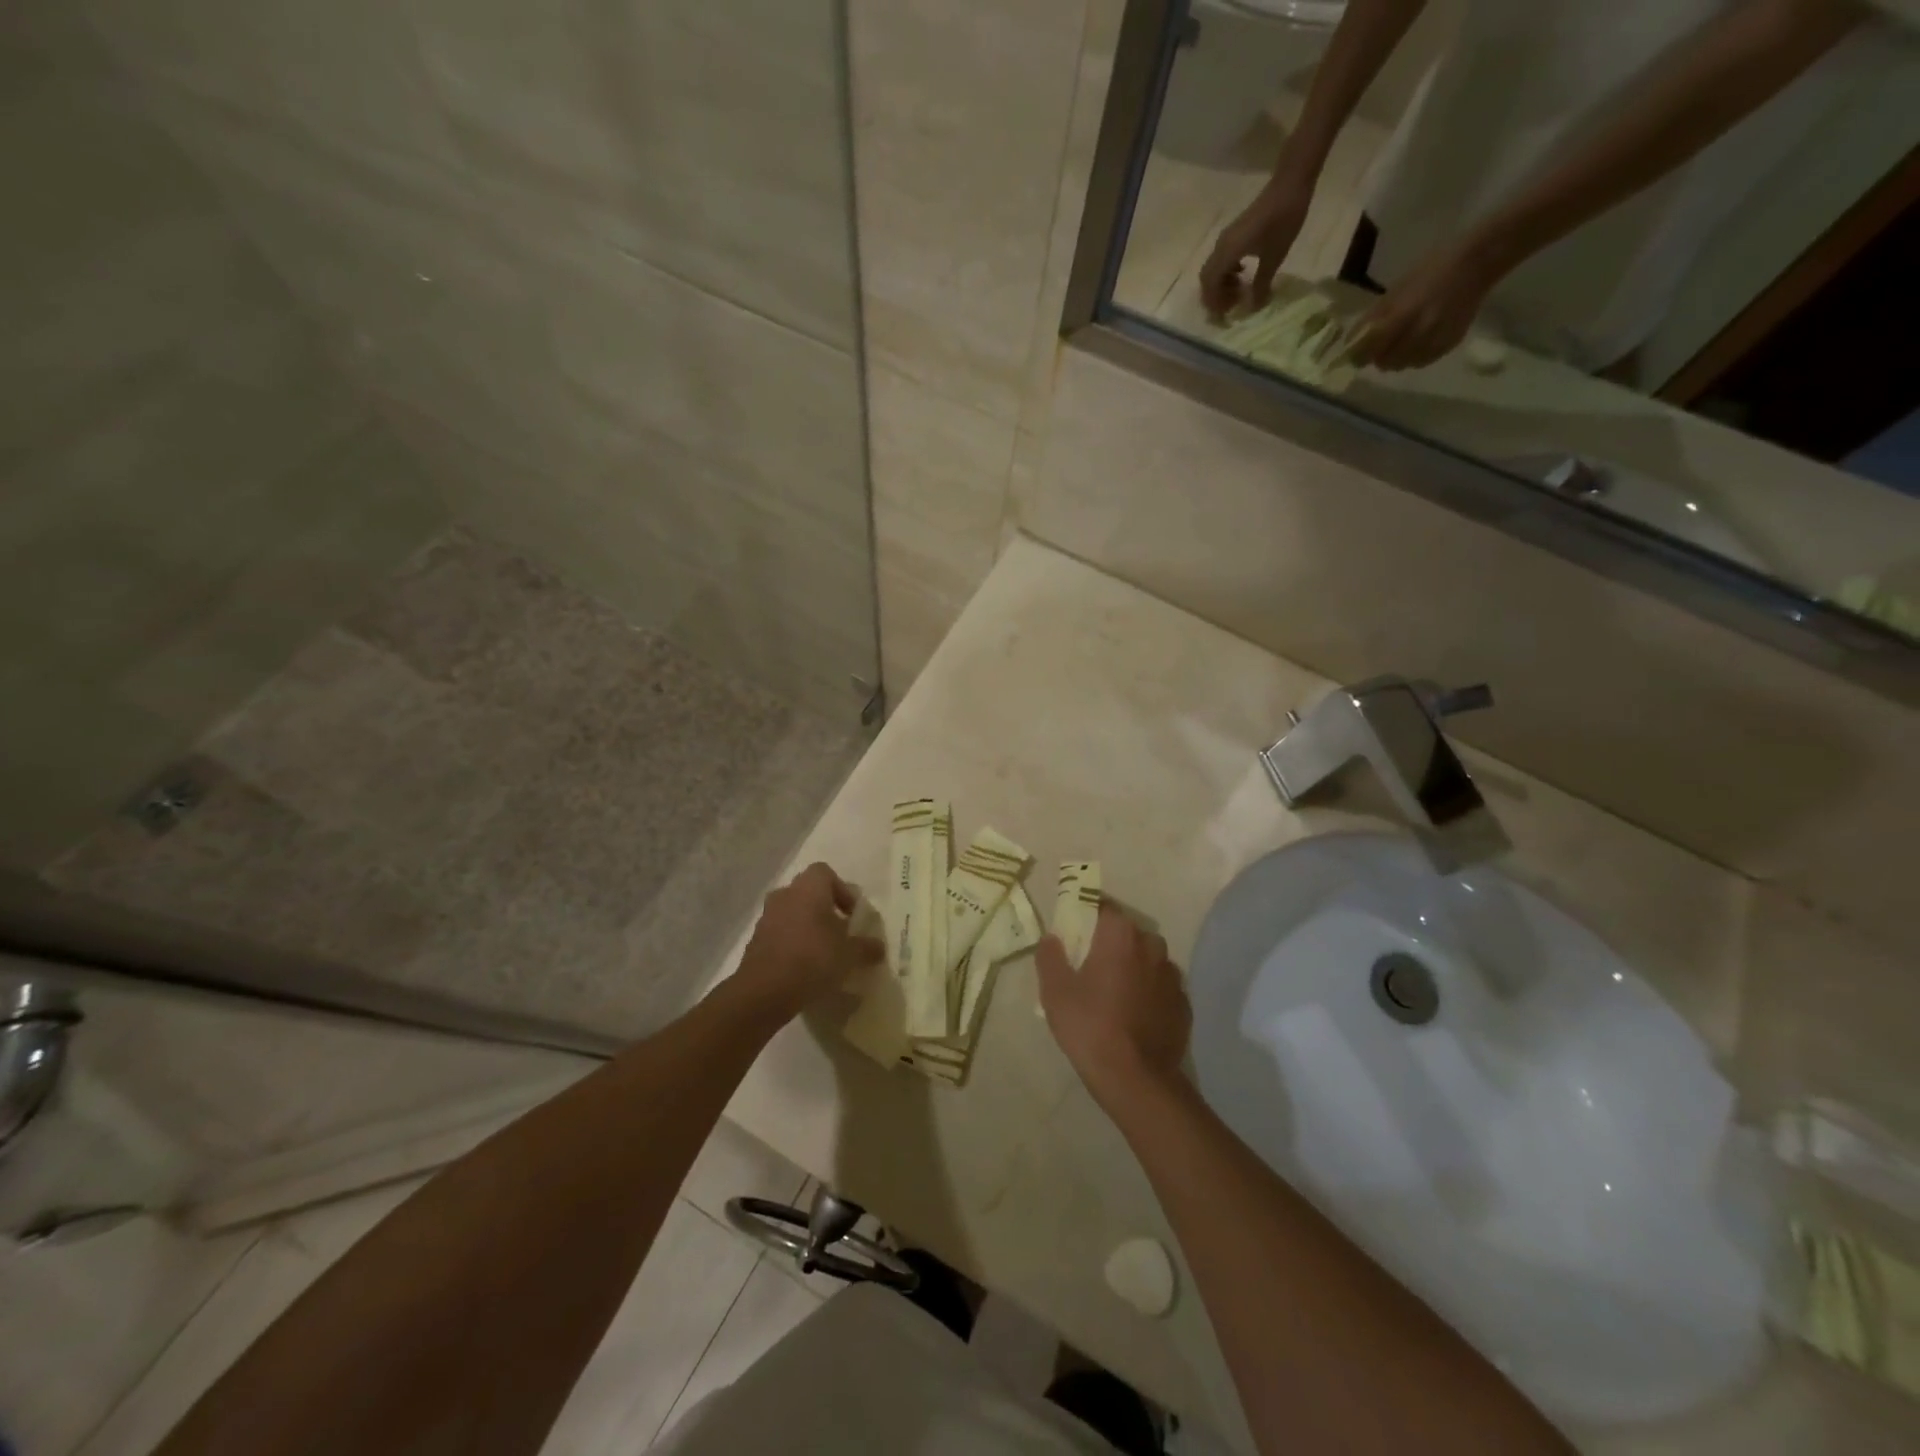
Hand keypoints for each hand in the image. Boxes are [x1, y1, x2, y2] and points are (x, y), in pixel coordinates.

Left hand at [732, 863, 883, 1023]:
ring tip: (825, 952)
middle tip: (841, 932)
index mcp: (808, 888)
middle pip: (808, 893)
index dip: (841, 890)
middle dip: (825, 909)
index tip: (852, 914)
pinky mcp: (756, 940)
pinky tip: (806, 967)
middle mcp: (785, 895)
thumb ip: (866, 947)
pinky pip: (780, 933)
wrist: (764, 991)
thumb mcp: (849, 955)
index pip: (825, 872)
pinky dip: (793, 943)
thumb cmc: (813, 959)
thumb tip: (879, 947)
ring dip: (808, 927)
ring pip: (793, 913)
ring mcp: (767, 917)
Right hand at [1036, 905, 1190, 1107]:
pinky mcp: (1184, 1004)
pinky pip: (1161, 987)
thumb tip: (1053, 938)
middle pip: (1127, 933)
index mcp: (1120, 936)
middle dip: (1111, 943)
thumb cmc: (1090, 1026)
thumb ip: (1050, 956)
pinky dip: (1149, 993)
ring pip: (1147, 960)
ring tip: (1114, 994)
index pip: (1103, 908)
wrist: (1135, 1079)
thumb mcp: (1055, 991)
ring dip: (1133, 968)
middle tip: (1090, 966)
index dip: (1087, 915)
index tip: (1074, 931)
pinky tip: (1134, 1015)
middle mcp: (1152, 946)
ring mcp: (1173, 976)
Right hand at [1198, 171, 1314, 320]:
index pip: (1210, 285)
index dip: (1214, 304)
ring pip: (1213, 270)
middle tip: (1231, 307)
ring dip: (1221, 285)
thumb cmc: (1283, 220)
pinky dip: (1227, 273)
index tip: (1225, 317)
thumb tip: (1253, 308)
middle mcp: (1221, 247)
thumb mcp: (1275, 257)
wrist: (1290, 184)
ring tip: (1238, 293)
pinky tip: (1242, 275)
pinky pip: (1221, 260)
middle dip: (1215, 297)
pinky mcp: (1233, 235)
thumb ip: (1261, 285)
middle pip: (1207, 279)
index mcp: (1227, 253)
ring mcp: (1226, 239)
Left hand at [1347, 243, 1497, 370]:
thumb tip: (1350, 342)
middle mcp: (1419, 332)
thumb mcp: (1396, 290)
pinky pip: (1422, 362)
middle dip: (1378, 356)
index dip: (1358, 355)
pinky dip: (1414, 357)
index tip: (1355, 353)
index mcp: (1402, 315)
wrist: (1478, 262)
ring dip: (1396, 358)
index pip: (1369, 349)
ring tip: (1401, 340)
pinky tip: (1418, 341)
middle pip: (1385, 362)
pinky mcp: (1449, 344)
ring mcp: (1436, 340)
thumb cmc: (1431, 270)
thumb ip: (1373, 318)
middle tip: (1380, 345)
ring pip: (1403, 365)